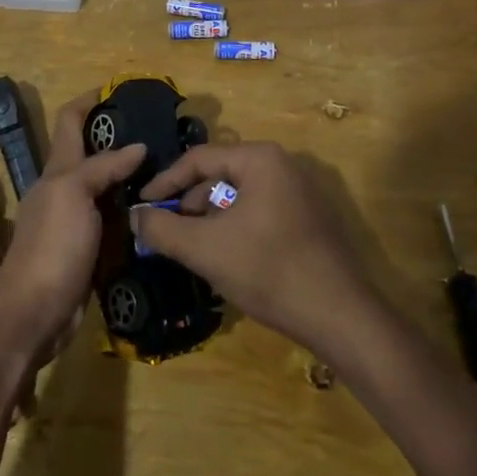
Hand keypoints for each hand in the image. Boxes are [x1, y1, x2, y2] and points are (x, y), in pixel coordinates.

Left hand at [0, 93, 143, 361]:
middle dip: (122, 140)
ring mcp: (78, 222)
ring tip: (171, 171)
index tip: (120, 90)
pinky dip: (136, 214)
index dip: (89, 100)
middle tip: (164, 135)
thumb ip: (103, 167)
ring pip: (110, 189)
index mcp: (58, 170)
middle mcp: (66, 190)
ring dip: (134, 179)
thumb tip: (138, 146)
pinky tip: (160, 213)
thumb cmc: (51, 246)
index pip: (70, 121)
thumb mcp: (74, 194)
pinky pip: (117, 223)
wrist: (33, 313)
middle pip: (94, 154)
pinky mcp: (90, 251)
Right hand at [132, 142, 385, 359]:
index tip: (142, 207)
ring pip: (240, 197)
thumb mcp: (205, 249)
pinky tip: (227, 259)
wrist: (341, 316)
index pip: (198, 159)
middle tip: (166, 234)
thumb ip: (162, 229)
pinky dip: (236, 229)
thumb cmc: (269, 270)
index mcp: (260, 159)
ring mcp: (301, 192)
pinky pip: (261, 212)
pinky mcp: (310, 219)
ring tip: (193, 250)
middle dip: (189, 205)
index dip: (165, 183)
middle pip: (220, 176)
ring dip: (211, 220)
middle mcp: (283, 165)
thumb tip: (135, 216)